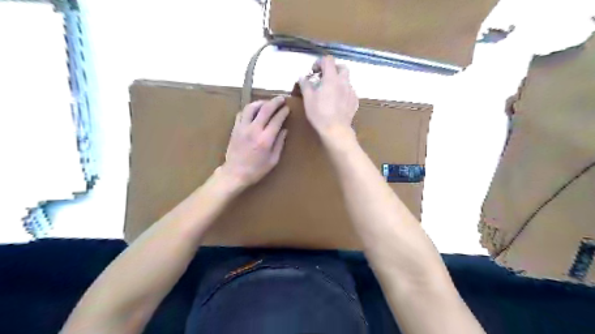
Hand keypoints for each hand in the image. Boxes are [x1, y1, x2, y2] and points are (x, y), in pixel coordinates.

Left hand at [221, 96, 289, 188]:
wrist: (235, 173)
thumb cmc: (257, 170)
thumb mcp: (273, 160)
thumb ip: (279, 143)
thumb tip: (284, 130)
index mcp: (265, 139)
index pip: (277, 120)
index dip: (283, 112)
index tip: (287, 108)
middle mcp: (254, 130)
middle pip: (265, 109)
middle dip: (275, 102)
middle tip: (281, 99)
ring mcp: (242, 128)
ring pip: (251, 107)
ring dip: (261, 102)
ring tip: (267, 103)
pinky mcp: (235, 128)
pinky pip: (242, 113)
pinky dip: (249, 109)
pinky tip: (254, 111)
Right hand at [303, 55, 357, 140]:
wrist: (336, 129)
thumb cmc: (319, 114)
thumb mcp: (308, 99)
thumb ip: (305, 85)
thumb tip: (302, 77)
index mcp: (332, 78)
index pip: (328, 60)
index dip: (320, 62)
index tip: (314, 72)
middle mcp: (344, 82)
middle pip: (342, 67)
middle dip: (333, 69)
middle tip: (324, 79)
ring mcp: (351, 92)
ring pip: (347, 80)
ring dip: (338, 81)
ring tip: (331, 92)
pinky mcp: (355, 102)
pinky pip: (350, 92)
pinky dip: (343, 92)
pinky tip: (338, 102)